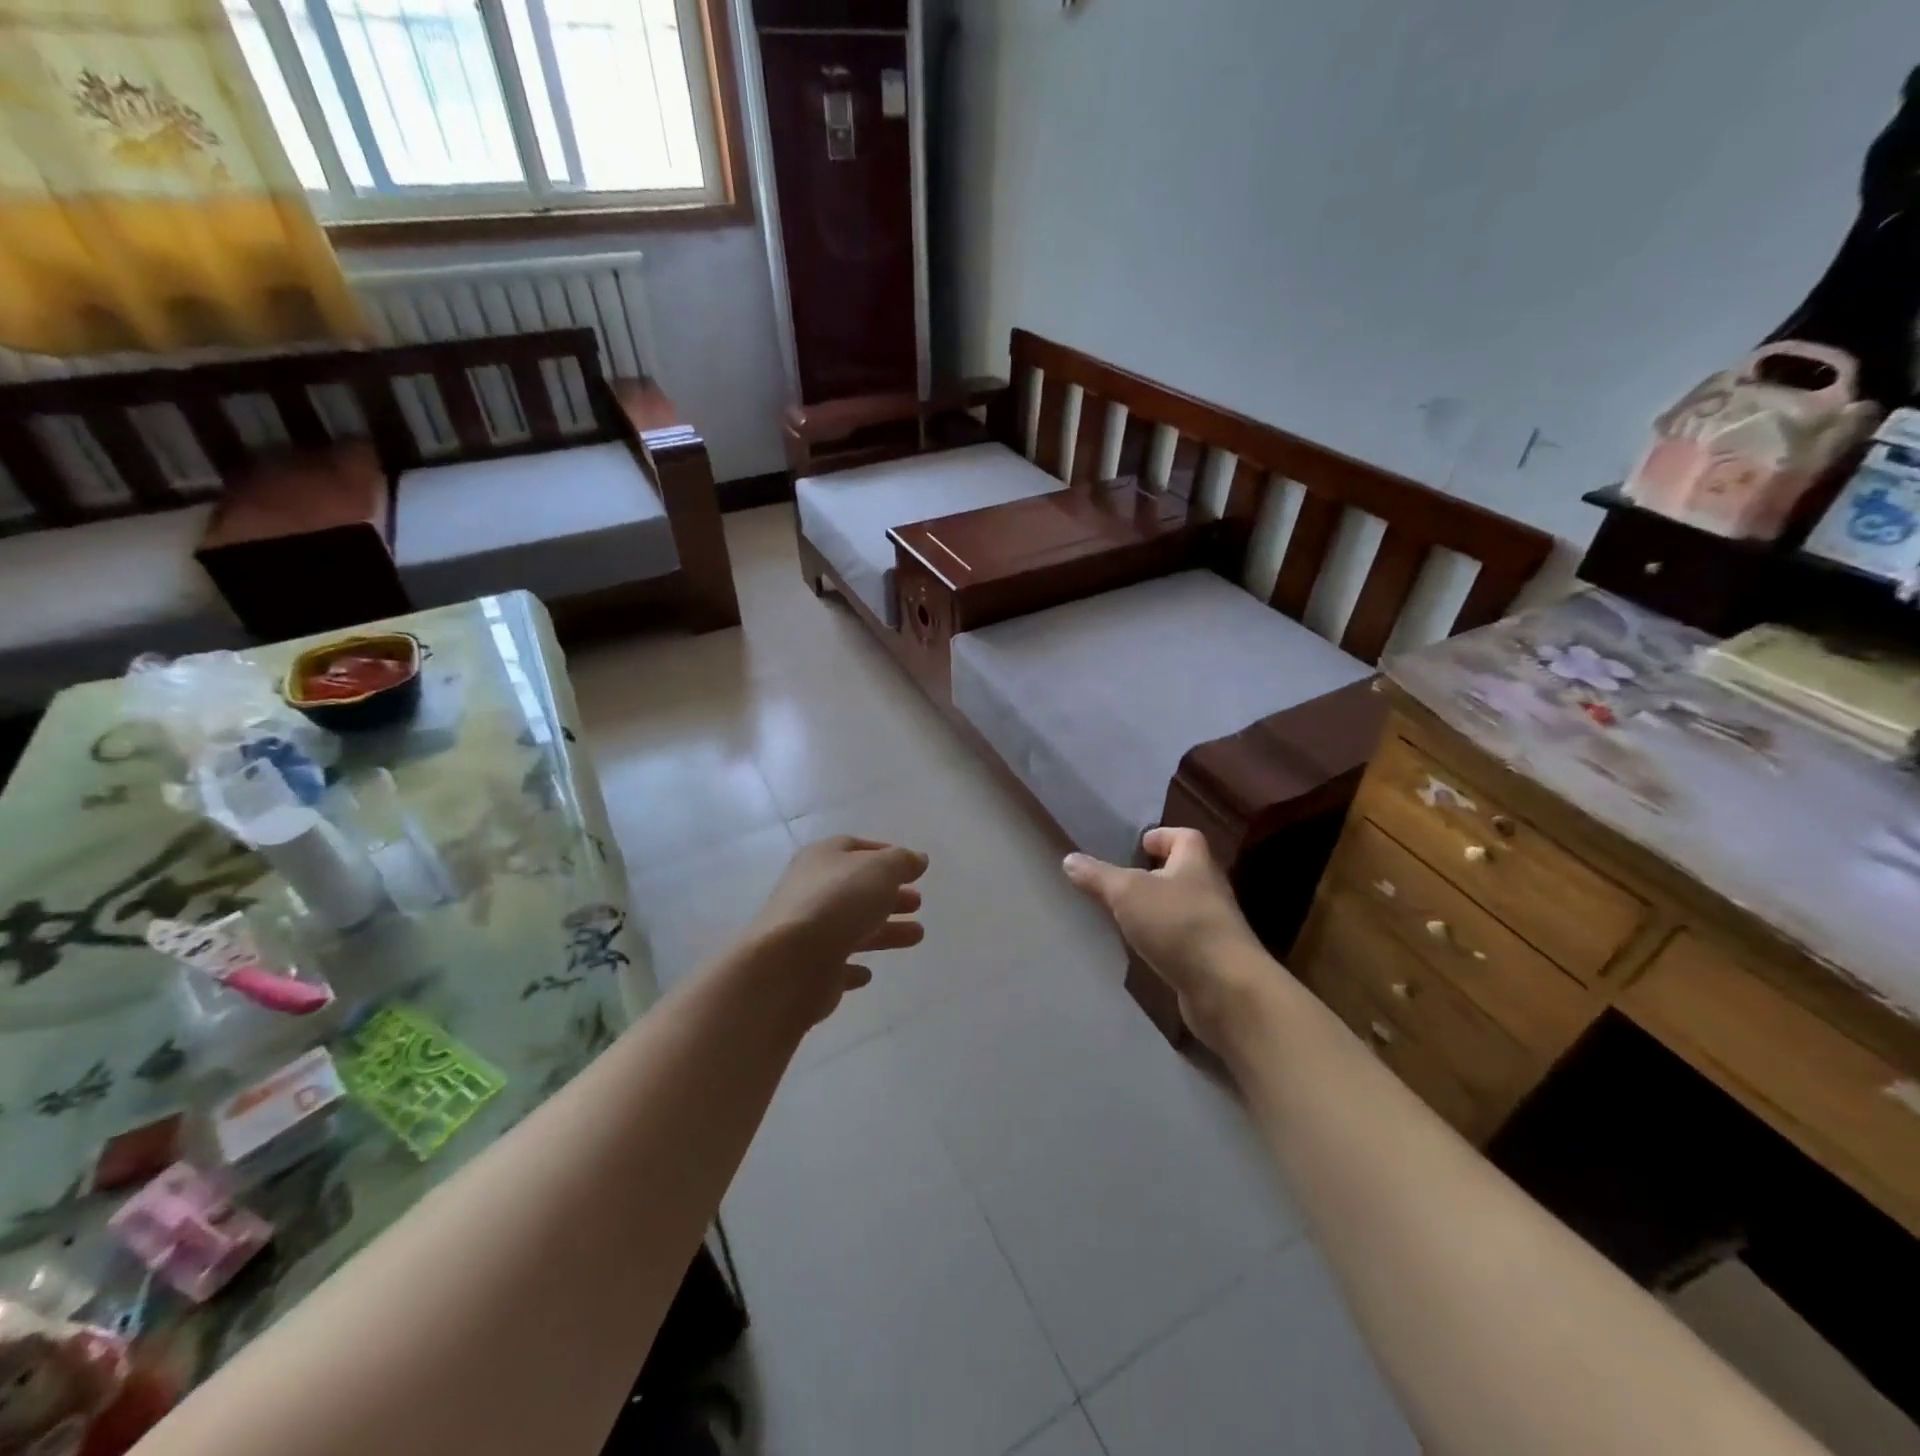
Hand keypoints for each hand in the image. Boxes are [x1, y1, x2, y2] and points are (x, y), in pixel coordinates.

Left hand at [746, 836, 929, 1024]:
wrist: (789, 963)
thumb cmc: (837, 902)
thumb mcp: (880, 870)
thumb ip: (902, 862)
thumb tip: (917, 859)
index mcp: (822, 858)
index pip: (854, 848)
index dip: (884, 854)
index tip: (912, 868)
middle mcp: (810, 890)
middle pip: (856, 890)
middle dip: (889, 895)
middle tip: (918, 903)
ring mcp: (807, 931)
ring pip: (852, 927)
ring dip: (884, 930)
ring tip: (917, 935)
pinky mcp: (809, 969)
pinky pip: (836, 964)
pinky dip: (853, 965)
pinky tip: (868, 973)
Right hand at [1063, 827, 1272, 1050]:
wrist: (1227, 989)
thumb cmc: (1179, 925)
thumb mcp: (1128, 893)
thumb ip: (1098, 876)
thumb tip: (1069, 859)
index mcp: (1195, 862)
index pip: (1184, 836)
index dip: (1161, 836)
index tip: (1138, 845)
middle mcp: (1209, 889)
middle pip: (1182, 872)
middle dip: (1154, 874)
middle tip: (1120, 881)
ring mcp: (1213, 927)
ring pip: (1180, 908)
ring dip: (1157, 909)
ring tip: (1124, 916)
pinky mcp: (1211, 960)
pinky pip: (1182, 940)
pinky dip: (1164, 941)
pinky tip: (1143, 950)